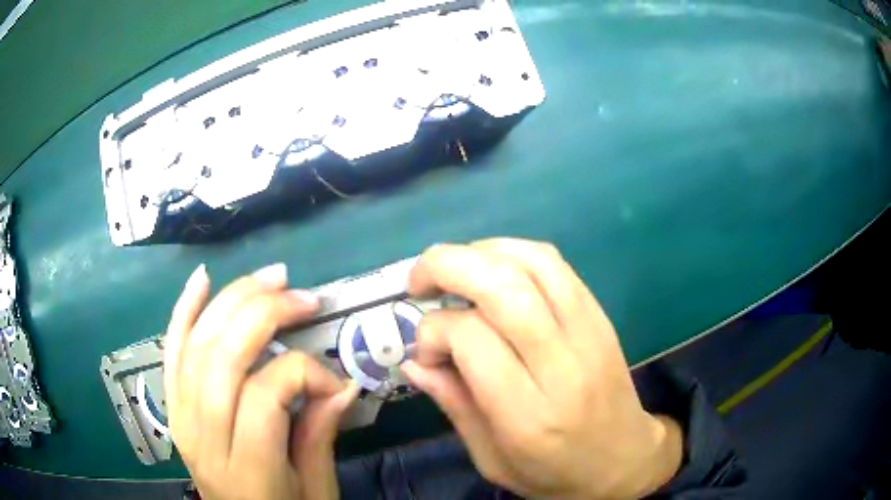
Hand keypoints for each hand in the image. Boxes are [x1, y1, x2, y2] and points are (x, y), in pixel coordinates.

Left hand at [164, 263, 358, 499]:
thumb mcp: (316, 491)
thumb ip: (320, 436)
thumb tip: (342, 383)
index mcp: (246, 470)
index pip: (265, 395)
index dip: (304, 373)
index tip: (334, 382)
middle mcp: (204, 439)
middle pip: (223, 358)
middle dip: (265, 314)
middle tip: (304, 297)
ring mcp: (180, 418)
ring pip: (197, 344)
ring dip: (233, 301)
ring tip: (270, 278)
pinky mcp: (173, 407)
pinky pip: (172, 351)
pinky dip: (185, 311)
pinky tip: (203, 280)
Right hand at [401, 239, 682, 498]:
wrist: (623, 460)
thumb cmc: (553, 472)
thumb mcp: (491, 460)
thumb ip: (454, 406)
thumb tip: (413, 360)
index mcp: (528, 415)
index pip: (473, 339)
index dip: (434, 330)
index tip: (424, 350)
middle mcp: (563, 366)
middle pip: (504, 287)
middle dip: (447, 266)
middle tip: (417, 280)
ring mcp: (589, 333)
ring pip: (533, 263)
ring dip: (481, 251)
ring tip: (452, 269)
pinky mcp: (601, 316)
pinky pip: (557, 265)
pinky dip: (514, 252)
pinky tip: (492, 267)